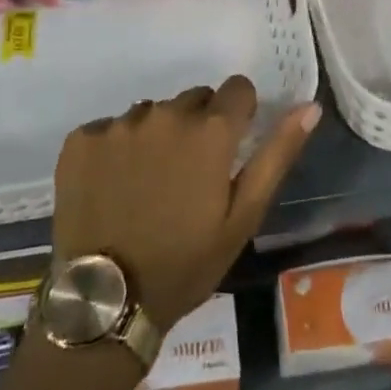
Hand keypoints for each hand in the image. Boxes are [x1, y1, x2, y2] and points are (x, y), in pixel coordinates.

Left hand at [52, 77, 321, 331]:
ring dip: (157, 136)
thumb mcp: (244, 216)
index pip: (237, 89)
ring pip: (152, 113)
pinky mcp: (81, 139)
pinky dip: (116, 149)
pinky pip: (111, 128)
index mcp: (209, 131)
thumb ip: (277, 154)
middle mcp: (164, 114)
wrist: (106, 301)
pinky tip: (114, 186)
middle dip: (198, 127)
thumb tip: (308, 106)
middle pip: (193, 100)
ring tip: (149, 184)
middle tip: (189, 176)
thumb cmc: (186, 262)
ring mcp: (118, 125)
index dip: (240, 114)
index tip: (230, 146)